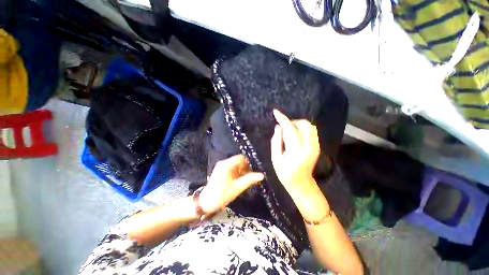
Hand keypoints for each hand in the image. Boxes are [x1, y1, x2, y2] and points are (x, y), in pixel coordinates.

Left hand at [199, 155, 263, 213]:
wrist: (206, 202)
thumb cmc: (221, 195)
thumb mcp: (237, 188)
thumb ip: (250, 180)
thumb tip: (261, 175)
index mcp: (227, 165)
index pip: (241, 158)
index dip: (248, 163)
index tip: (252, 172)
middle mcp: (223, 163)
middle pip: (238, 161)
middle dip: (245, 167)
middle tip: (250, 177)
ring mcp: (221, 166)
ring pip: (235, 164)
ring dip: (241, 170)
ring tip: (244, 179)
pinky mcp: (220, 170)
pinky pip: (231, 168)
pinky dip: (236, 172)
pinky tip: (238, 180)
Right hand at [271, 109, 325, 214]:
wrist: (302, 183)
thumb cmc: (285, 173)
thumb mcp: (275, 159)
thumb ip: (276, 141)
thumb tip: (278, 127)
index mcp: (296, 152)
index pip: (290, 130)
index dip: (282, 119)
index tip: (275, 112)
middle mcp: (309, 148)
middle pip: (304, 125)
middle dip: (292, 121)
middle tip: (283, 127)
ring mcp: (315, 147)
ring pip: (310, 126)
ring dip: (298, 124)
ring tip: (289, 130)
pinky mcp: (317, 147)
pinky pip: (312, 131)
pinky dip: (302, 128)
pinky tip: (295, 134)